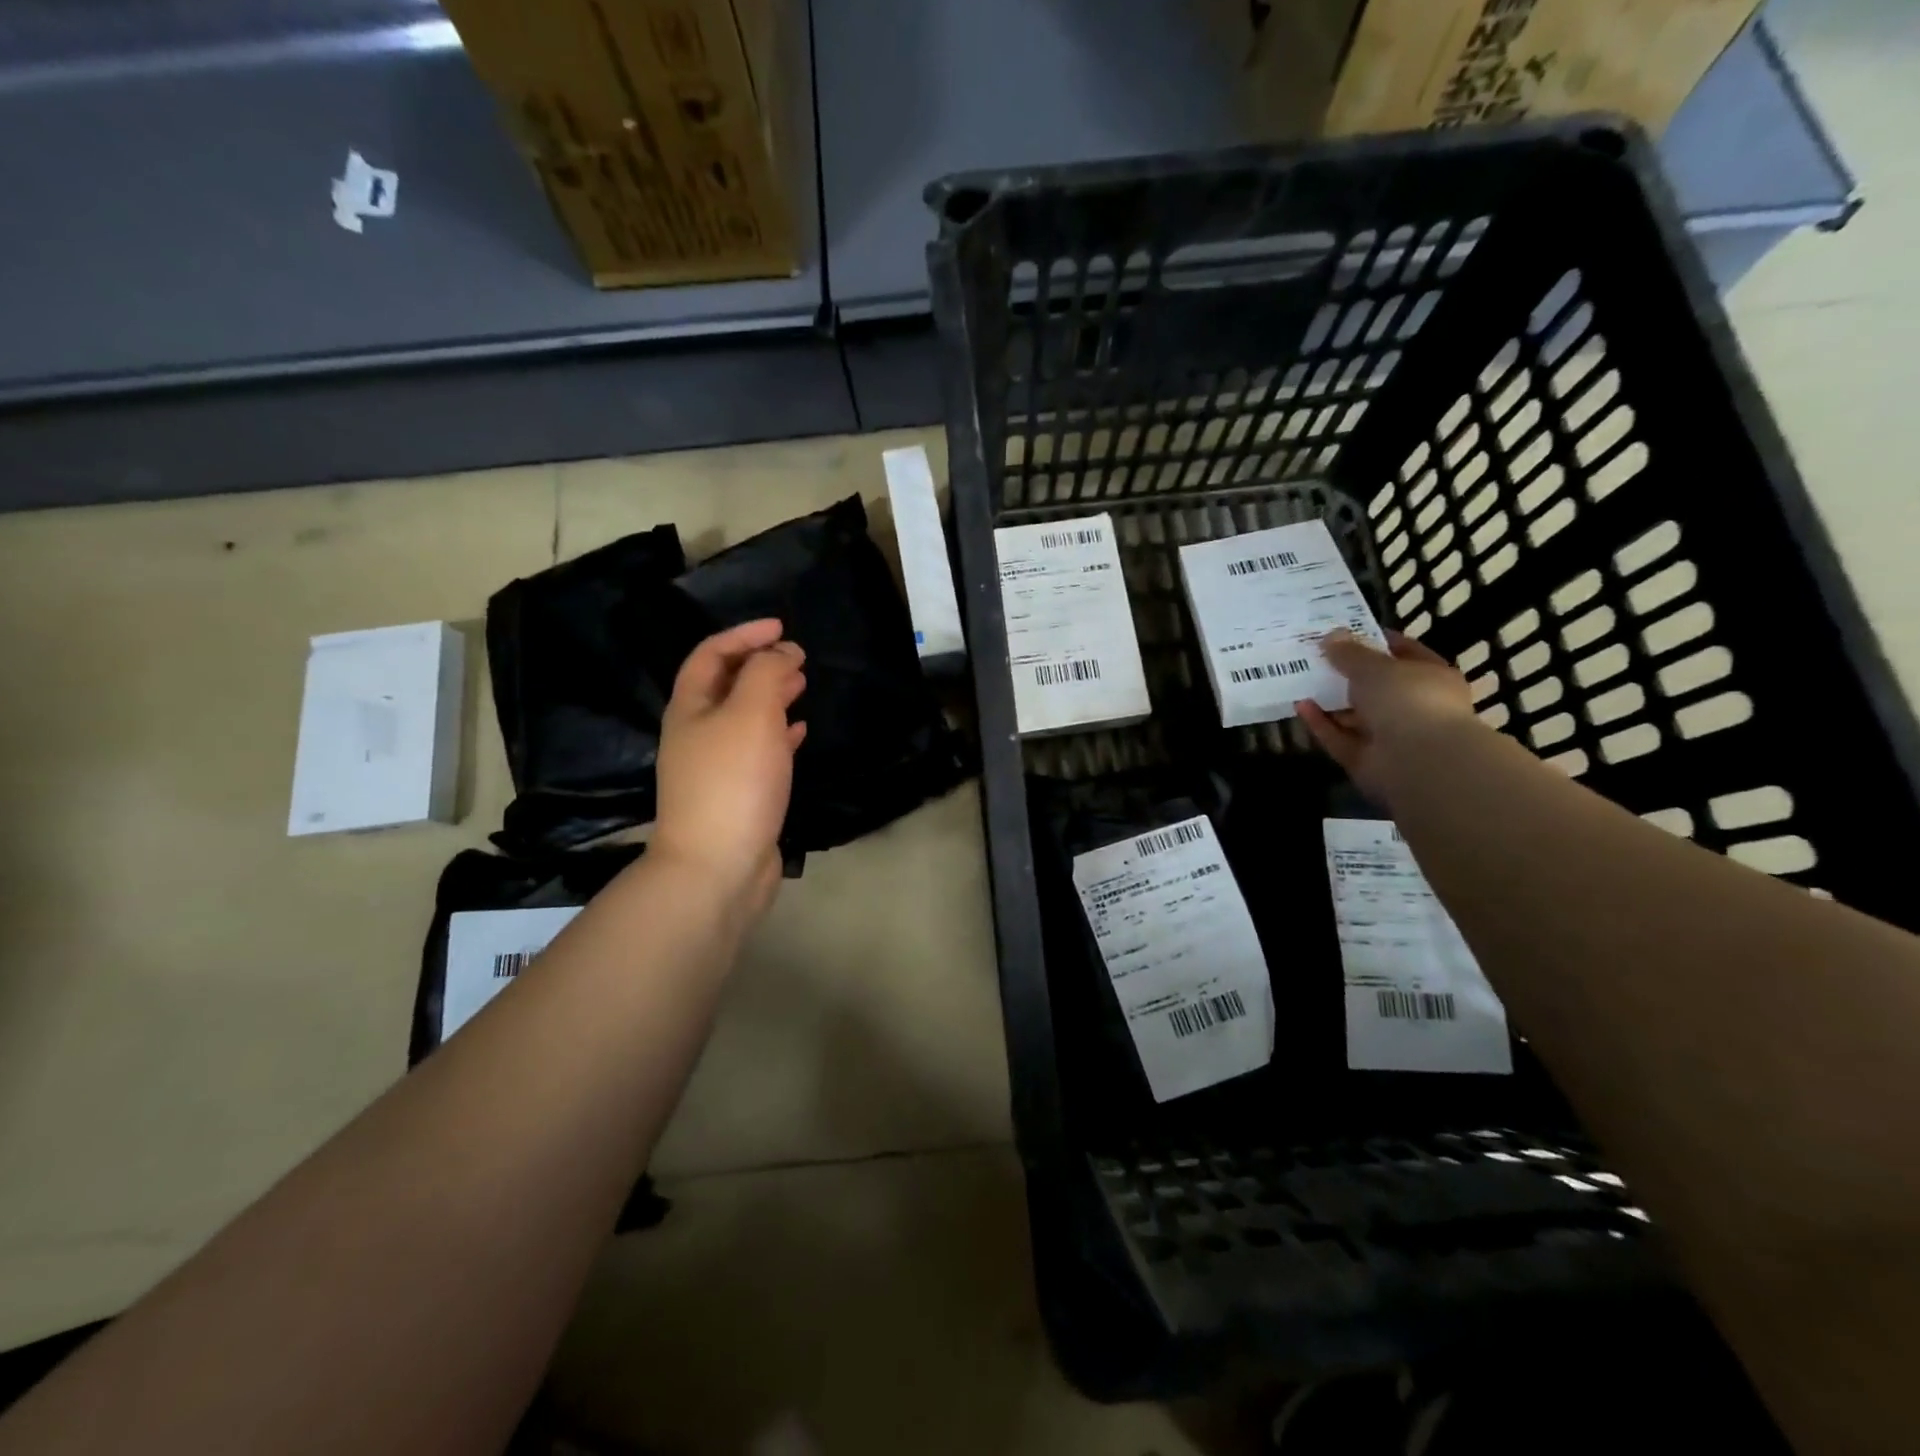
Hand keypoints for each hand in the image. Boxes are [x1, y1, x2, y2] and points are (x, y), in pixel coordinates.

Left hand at [652, 619, 806, 920]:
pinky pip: (759, 751)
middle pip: (726, 685)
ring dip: (772, 696)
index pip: (711, 654)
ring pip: (745, 718)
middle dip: (760, 664)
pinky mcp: (738, 794)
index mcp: (690, 708)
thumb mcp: (751, 713)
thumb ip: (766, 673)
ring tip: (802, 685)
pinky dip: (779, 734)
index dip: (743, 634)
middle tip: (797, 657)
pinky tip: (800, 731)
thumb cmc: (733, 781)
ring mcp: (716, 767)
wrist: (718, 866)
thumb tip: (781, 653)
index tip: (782, 627)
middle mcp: (697, 733)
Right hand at [1297, 629, 1479, 803]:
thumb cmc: (1407, 700)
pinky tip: (1300, 706)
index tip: (1344, 631)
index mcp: (1430, 677)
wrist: (1417, 761)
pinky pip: (1339, 737)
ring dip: (1330, 700)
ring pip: (1355, 714)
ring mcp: (1390, 736)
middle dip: (1346, 673)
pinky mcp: (1366, 759)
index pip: (1404, 652)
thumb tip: (1330, 637)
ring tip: (1300, 680)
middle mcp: (1414, 706)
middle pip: (1376, 686)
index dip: (1375, 641)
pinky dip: (1321, 723)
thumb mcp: (1374, 666)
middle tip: (1314, 656)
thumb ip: (1350, 652)